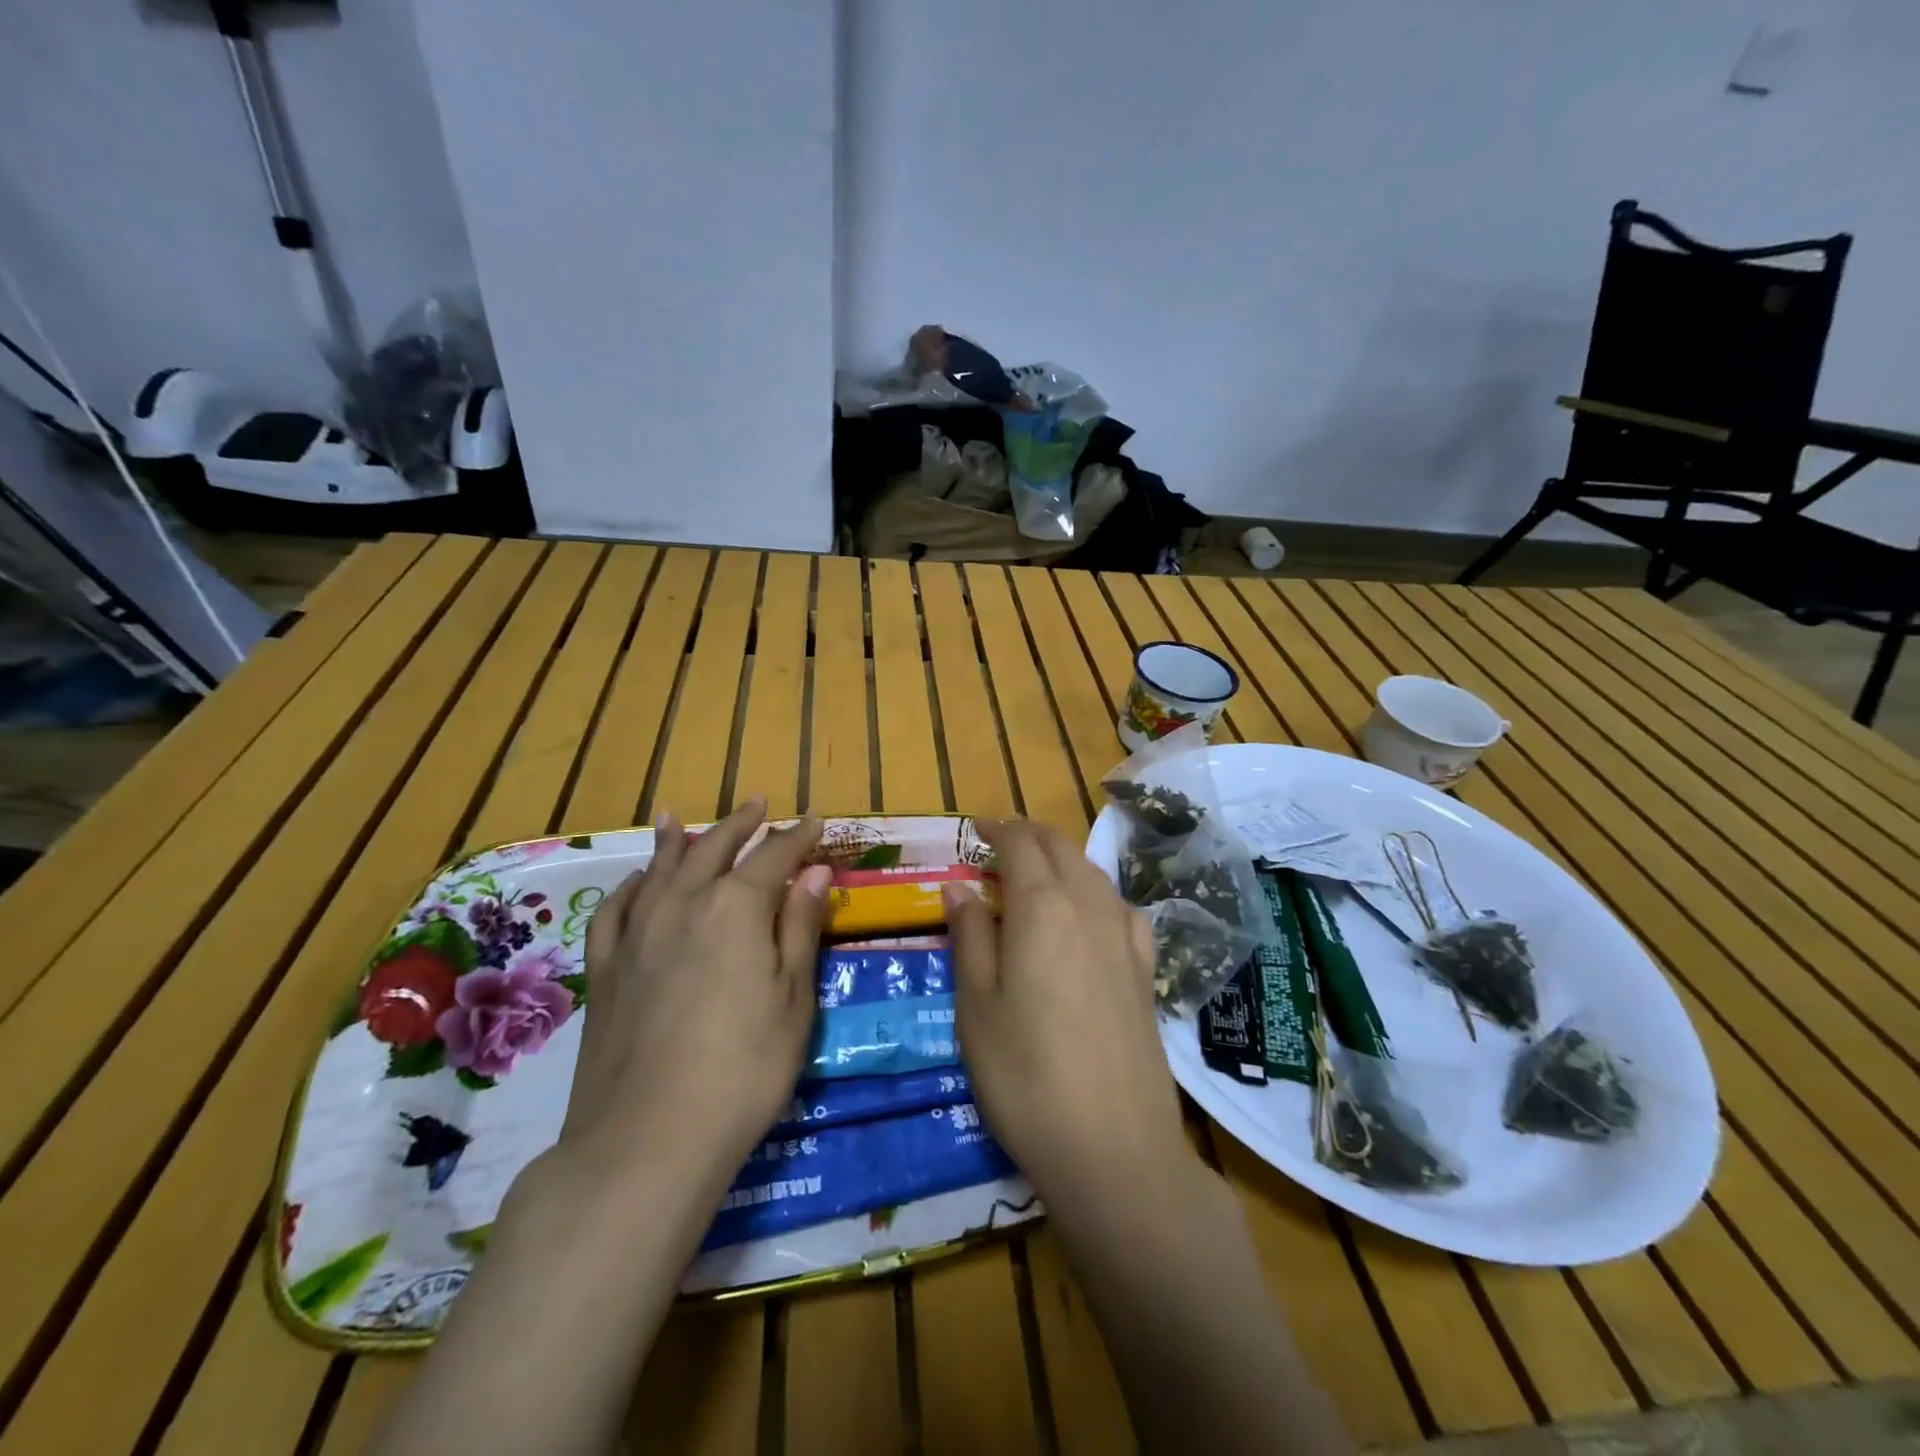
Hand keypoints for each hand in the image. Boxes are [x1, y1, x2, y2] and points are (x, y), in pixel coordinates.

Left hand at [558, 798, 832, 1187]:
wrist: (647, 1140)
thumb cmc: (744, 1068)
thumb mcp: (793, 997)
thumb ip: (799, 927)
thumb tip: (814, 871)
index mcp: (737, 907)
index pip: (775, 856)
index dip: (798, 837)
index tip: (816, 822)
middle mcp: (684, 903)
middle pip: (715, 848)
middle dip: (741, 824)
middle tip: (758, 803)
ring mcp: (637, 933)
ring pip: (660, 868)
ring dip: (678, 839)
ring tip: (680, 817)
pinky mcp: (605, 967)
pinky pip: (617, 909)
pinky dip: (632, 885)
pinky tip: (638, 880)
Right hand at [944, 819, 1189, 1211]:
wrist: (1115, 1148)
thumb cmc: (1025, 1075)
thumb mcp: (976, 1005)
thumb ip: (970, 936)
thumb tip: (960, 887)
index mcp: (1043, 905)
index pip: (1020, 843)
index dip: (995, 829)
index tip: (974, 830)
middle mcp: (1090, 905)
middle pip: (1060, 847)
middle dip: (1028, 836)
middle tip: (997, 847)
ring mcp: (1126, 936)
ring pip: (1092, 872)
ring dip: (1061, 861)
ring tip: (1034, 879)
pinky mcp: (1147, 969)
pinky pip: (1120, 907)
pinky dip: (1095, 893)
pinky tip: (1087, 917)